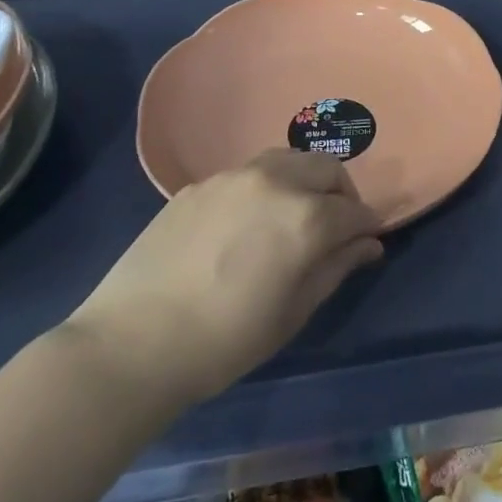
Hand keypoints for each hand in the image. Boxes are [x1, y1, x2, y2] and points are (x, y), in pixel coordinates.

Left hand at [66, 150, 383, 404]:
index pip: (355, 211)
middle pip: (326, 168)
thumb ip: (336, 268)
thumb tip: (368, 244)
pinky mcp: (200, 183)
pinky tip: (247, 222)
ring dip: (304, 180)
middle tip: (335, 226)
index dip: (368, 225)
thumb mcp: (293, 312)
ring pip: (287, 159)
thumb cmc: (225, 341)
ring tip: (294, 214)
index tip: (368, 240)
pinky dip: (265, 187)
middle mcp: (275, 182)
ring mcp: (233, 177)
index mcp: (305, 218)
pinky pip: (247, 173)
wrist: (132, 343)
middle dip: (341, 193)